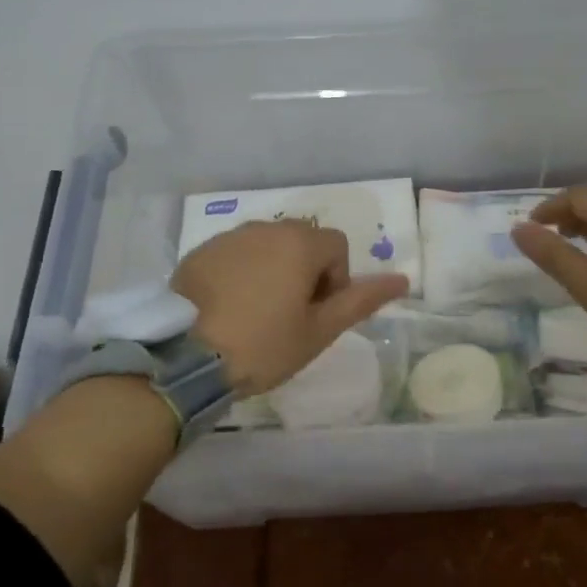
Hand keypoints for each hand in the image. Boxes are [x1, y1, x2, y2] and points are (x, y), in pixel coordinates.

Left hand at [171, 221, 408, 393]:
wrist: (184, 358)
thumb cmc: (263, 345)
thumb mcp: (319, 331)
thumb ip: (361, 301)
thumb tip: (402, 280)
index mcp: (299, 243)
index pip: (337, 247)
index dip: (336, 281)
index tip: (317, 315)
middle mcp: (265, 228)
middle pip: (302, 242)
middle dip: (306, 272)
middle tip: (291, 316)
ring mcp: (229, 237)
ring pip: (268, 246)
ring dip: (274, 270)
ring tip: (257, 313)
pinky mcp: (200, 252)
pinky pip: (236, 254)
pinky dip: (242, 273)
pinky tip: (229, 308)